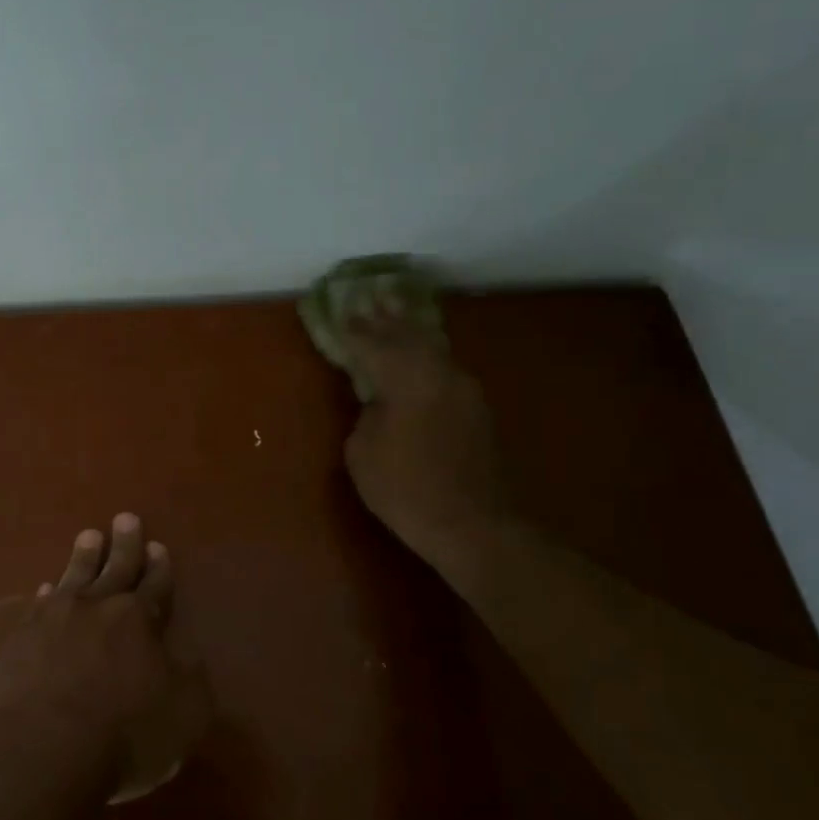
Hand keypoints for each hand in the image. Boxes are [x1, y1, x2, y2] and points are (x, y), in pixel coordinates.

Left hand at [0, 513, 208, 797]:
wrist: (39, 747)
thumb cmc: (121, 735)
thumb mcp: (182, 716)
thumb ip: (189, 681)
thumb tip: (188, 656)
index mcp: (137, 620)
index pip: (154, 587)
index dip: (159, 568)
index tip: (158, 547)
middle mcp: (95, 608)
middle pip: (114, 568)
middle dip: (124, 544)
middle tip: (126, 518)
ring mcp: (52, 618)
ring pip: (74, 576)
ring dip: (84, 556)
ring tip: (89, 536)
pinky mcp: (19, 638)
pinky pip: (38, 605)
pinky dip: (47, 594)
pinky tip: (46, 589)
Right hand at [342, 312, 515, 563]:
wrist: (472, 524)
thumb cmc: (405, 488)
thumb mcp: (363, 451)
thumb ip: (367, 414)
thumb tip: (379, 402)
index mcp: (407, 378)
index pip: (374, 343)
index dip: (355, 329)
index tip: (342, 311)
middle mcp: (440, 373)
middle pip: (409, 335)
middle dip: (388, 317)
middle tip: (373, 296)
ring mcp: (464, 390)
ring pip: (432, 348)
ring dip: (411, 331)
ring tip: (396, 314)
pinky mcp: (476, 410)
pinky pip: (444, 368)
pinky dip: (426, 355)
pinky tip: (419, 355)